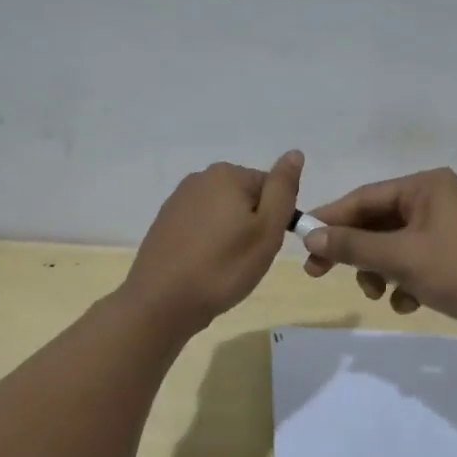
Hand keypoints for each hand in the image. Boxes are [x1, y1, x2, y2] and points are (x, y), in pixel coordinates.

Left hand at [123, 151, 303, 335]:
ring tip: (225, 265)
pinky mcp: (165, 222)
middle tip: (247, 257)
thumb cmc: (223, 267)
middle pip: (246, 197)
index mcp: (228, 174)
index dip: (276, 218)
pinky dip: (209, 241)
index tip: (266, 245)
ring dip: (231, 234)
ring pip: (223, 212)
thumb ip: (283, 189)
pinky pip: (201, 225)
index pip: (271, 187)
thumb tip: (295, 153)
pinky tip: (204, 265)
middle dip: (252, 224)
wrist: (162, 302)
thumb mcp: (267, 230)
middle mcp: (201, 178)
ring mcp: (179, 199)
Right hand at [299, 167, 456, 330]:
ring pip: (394, 245)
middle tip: (320, 274)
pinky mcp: (454, 251)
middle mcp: (435, 198)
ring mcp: (447, 225)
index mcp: (425, 186)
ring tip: (380, 295)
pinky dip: (404, 280)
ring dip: (379, 271)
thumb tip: (309, 237)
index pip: (365, 197)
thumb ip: (353, 246)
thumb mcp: (400, 258)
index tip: (303, 243)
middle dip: (356, 253)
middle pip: (378, 222)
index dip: (331, 219)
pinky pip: (414, 259)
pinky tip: (409, 303)